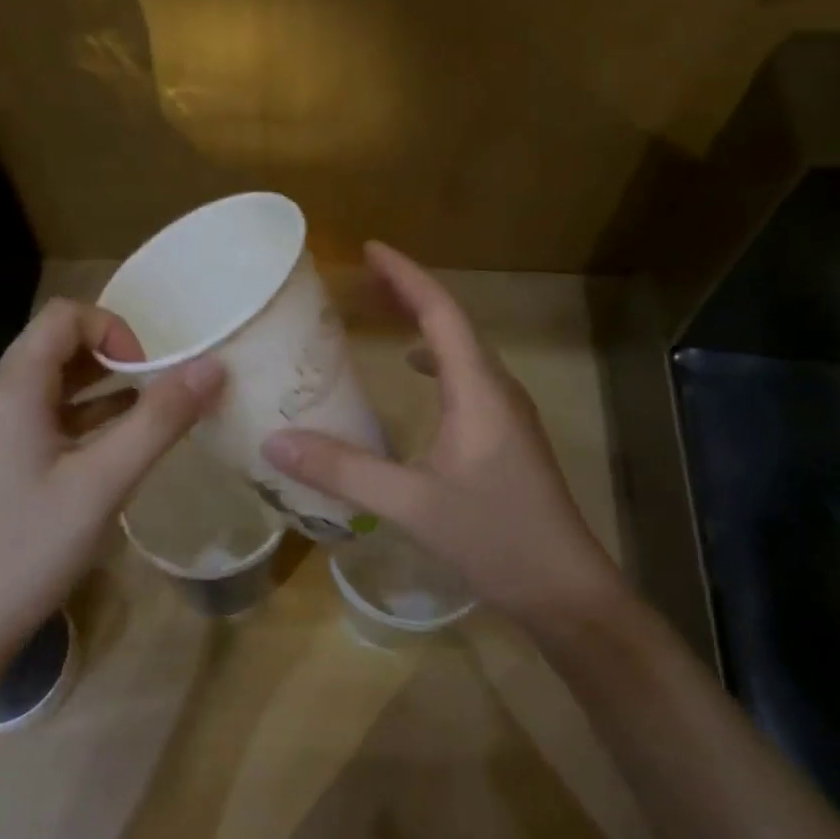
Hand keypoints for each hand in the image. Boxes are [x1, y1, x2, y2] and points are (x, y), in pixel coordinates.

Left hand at [0, 299, 223, 655]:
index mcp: (11, 389)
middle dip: (114, 360)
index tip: (150, 374)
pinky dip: (82, 421)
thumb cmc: (31, 547)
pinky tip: (114, 451)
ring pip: (51, 386)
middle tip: (158, 396)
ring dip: (102, 391)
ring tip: (147, 419)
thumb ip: (160, 420)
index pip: (64, 317)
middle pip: (56, 347)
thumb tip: (213, 367)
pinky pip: (42, 420)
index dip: (114, 330)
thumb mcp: (105, 481)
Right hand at [263, 242, 626, 628]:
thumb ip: (344, 471)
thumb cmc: (495, 538)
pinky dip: (434, 362)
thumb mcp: (412, 504)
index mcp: (479, 391)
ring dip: (423, 326)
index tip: (369, 250)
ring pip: (461, 352)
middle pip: (453, 324)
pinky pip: (465, 380)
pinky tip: (413, 377)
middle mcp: (497, 390)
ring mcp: (506, 415)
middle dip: (408, 294)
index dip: (406, 277)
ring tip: (381, 316)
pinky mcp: (504, 438)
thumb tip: (275, 441)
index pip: (441, 314)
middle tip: (361, 280)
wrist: (564, 589)